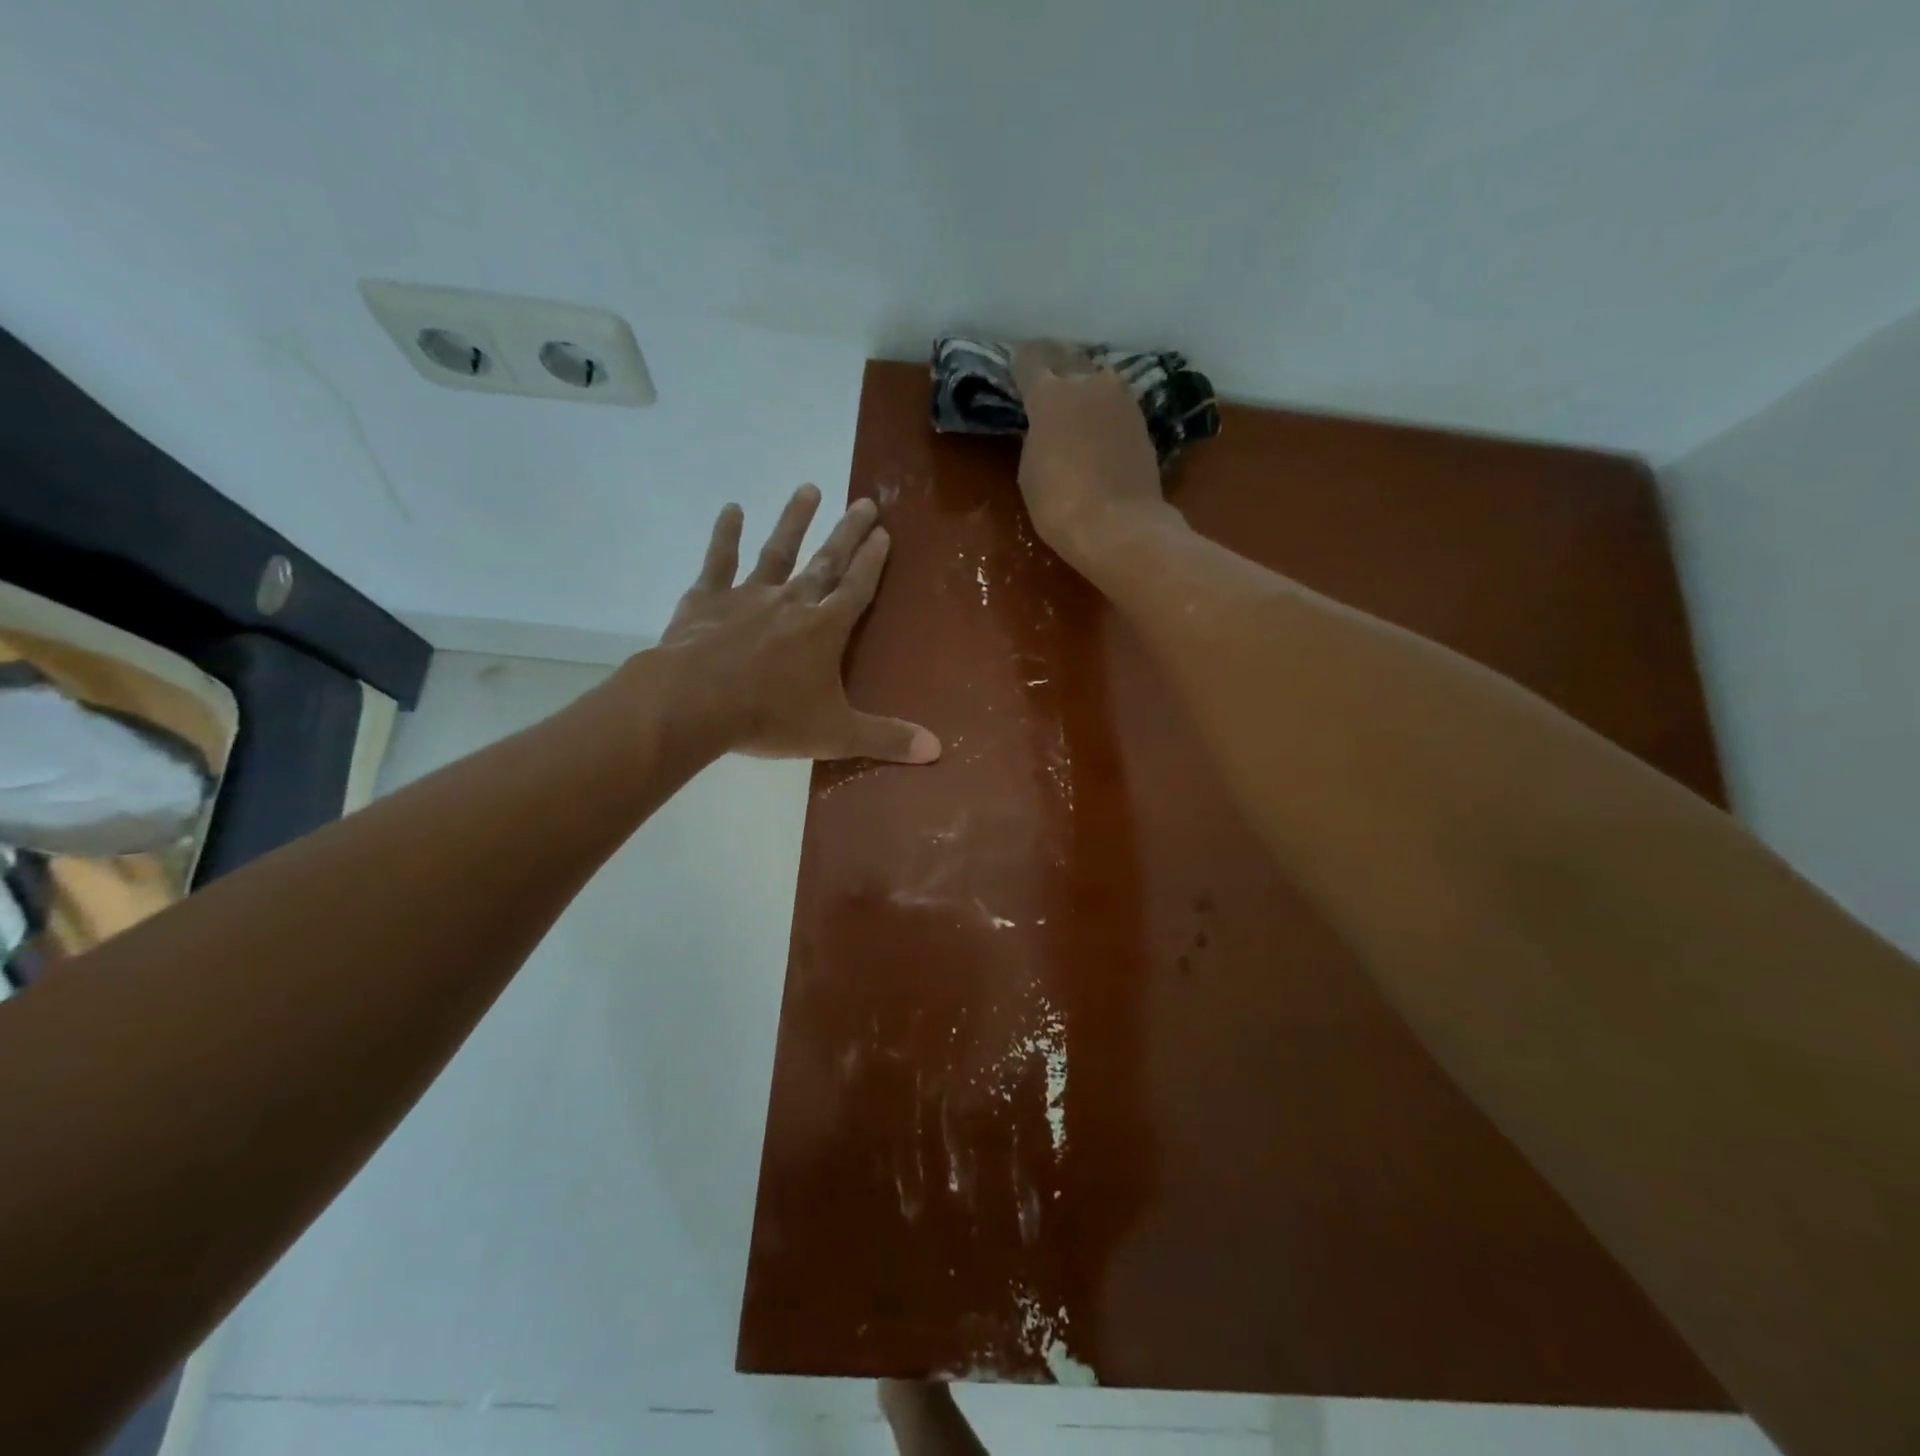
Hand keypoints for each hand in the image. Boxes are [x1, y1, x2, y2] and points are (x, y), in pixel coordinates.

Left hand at [653, 484, 940, 763]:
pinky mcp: (707, 599)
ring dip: (795, 520)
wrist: (695, 702)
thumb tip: (937, 749)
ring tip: (809, 488)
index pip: (857, 588)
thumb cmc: (770, 717)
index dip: (873, 562)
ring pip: (778, 551)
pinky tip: (732, 509)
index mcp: (825, 630)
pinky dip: (726, 535)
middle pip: (826, 562)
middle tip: (865, 501)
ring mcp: (748, 596)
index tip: (884, 533)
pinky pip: (719, 561)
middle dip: (848, 532)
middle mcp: (792, 602)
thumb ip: (886, 739)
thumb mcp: (836, 734)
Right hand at [1011, 341, 1173, 565]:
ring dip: (1084, 385)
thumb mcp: (1030, 471)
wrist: (1120, 527)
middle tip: (1044, 374)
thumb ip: (1035, 437)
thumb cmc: (1060, 504)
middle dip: (1053, 363)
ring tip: (1074, 401)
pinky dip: (1103, 409)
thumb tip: (1045, 427)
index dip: (1019, 363)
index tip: (1014, 367)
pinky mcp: (1142, 421)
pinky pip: (1115, 403)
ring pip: (1097, 378)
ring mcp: (1121, 399)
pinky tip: (1097, 425)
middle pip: (1068, 357)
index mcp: (1051, 394)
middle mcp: (1089, 383)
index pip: (1029, 360)